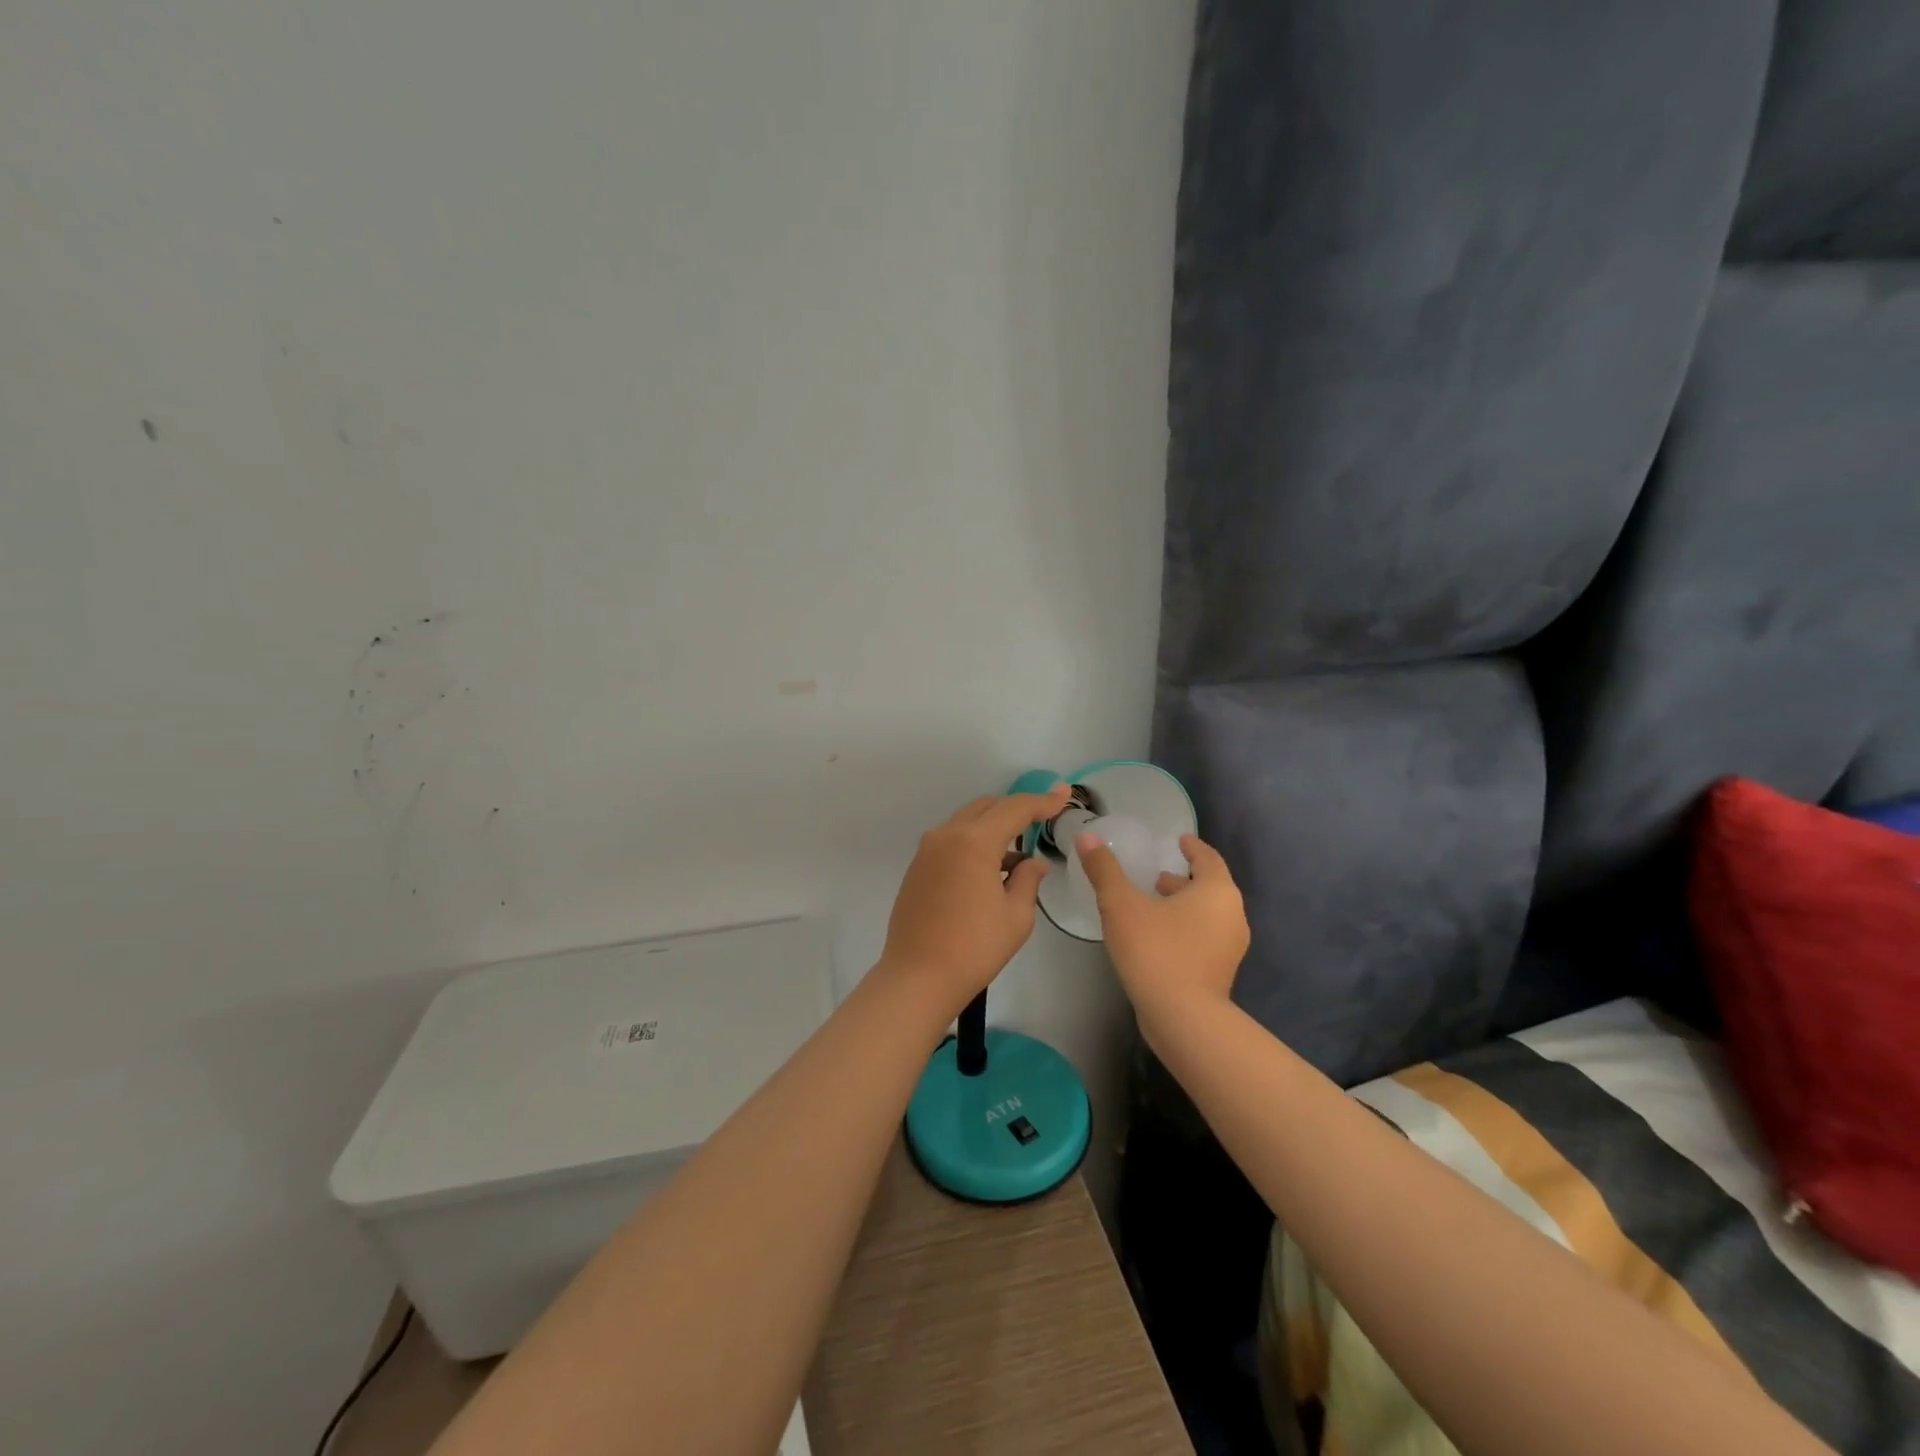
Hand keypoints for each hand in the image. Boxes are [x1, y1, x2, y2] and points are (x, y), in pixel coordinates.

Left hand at [880, 784, 1070, 1015]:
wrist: (917, 977)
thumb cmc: (974, 947)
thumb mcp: (1016, 915)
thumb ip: (1028, 879)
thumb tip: (1033, 863)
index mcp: (974, 841)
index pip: (1015, 808)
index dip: (1043, 801)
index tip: (1064, 795)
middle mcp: (946, 835)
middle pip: (987, 807)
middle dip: (1015, 810)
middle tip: (1042, 821)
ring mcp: (927, 851)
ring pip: (967, 823)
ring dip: (993, 829)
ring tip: (1018, 856)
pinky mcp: (917, 868)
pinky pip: (951, 842)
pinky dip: (973, 844)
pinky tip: (990, 871)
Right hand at [1075, 832, 1249, 1020]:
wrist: (1183, 1019)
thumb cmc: (1155, 950)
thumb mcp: (1121, 905)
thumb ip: (1104, 869)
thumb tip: (1087, 835)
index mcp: (1216, 891)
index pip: (1208, 858)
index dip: (1192, 847)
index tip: (1178, 841)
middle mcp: (1232, 915)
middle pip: (1210, 887)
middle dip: (1183, 879)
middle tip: (1156, 876)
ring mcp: (1230, 947)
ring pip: (1207, 914)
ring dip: (1183, 905)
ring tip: (1152, 905)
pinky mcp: (1221, 973)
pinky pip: (1204, 938)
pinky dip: (1185, 928)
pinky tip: (1157, 937)